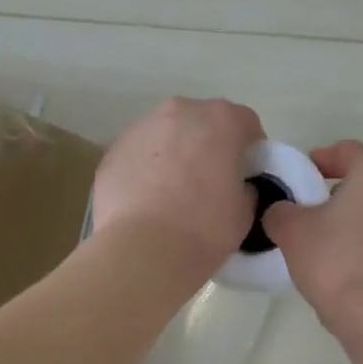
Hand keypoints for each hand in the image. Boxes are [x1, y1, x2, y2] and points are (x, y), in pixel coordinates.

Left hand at [92, 98, 264, 273]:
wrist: (142, 250)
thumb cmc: (203, 229)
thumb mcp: (244, 212)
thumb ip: (244, 189)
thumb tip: (234, 187)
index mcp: (220, 120)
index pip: (245, 122)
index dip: (249, 148)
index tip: (245, 174)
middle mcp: (179, 113)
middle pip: (201, 122)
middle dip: (208, 145)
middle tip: (208, 182)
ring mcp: (140, 129)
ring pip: (166, 135)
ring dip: (173, 155)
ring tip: (171, 194)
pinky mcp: (112, 152)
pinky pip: (138, 156)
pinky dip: (145, 170)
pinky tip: (145, 203)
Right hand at [262, 140, 362, 333]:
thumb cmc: (338, 262)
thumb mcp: (292, 232)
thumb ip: (281, 212)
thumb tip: (284, 212)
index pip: (346, 151)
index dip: (320, 160)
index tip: (300, 178)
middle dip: (343, 195)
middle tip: (314, 216)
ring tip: (336, 248)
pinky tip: (359, 273)